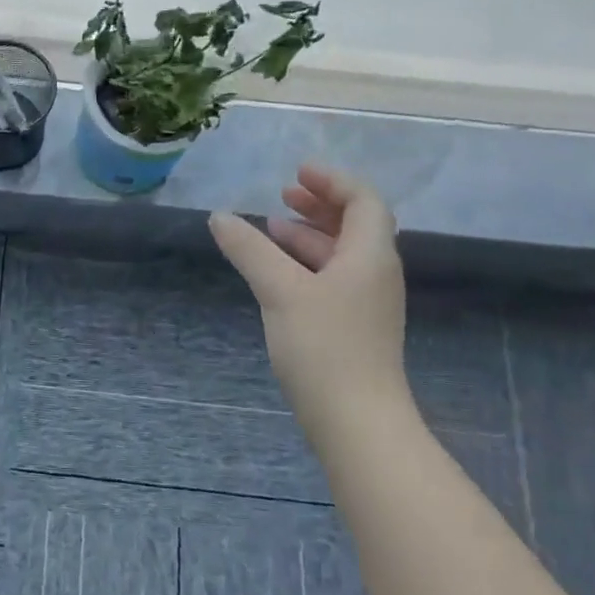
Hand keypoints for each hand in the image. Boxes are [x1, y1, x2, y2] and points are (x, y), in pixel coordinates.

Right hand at [209, 165, 408, 434]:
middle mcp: (375, 273)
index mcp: (369, 256)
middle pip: (355, 224)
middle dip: (320, 204)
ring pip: (341, 253)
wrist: (356, 422)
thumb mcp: (280, 290)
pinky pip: (332, 278)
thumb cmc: (324, 347)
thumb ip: (250, 250)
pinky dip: (306, 263)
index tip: (296, 172)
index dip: (333, 181)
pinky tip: (277, 273)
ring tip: (270, 229)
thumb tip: (219, 217)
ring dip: (309, 235)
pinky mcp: (353, 327)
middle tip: (284, 193)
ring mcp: (366, 303)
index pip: (364, 201)